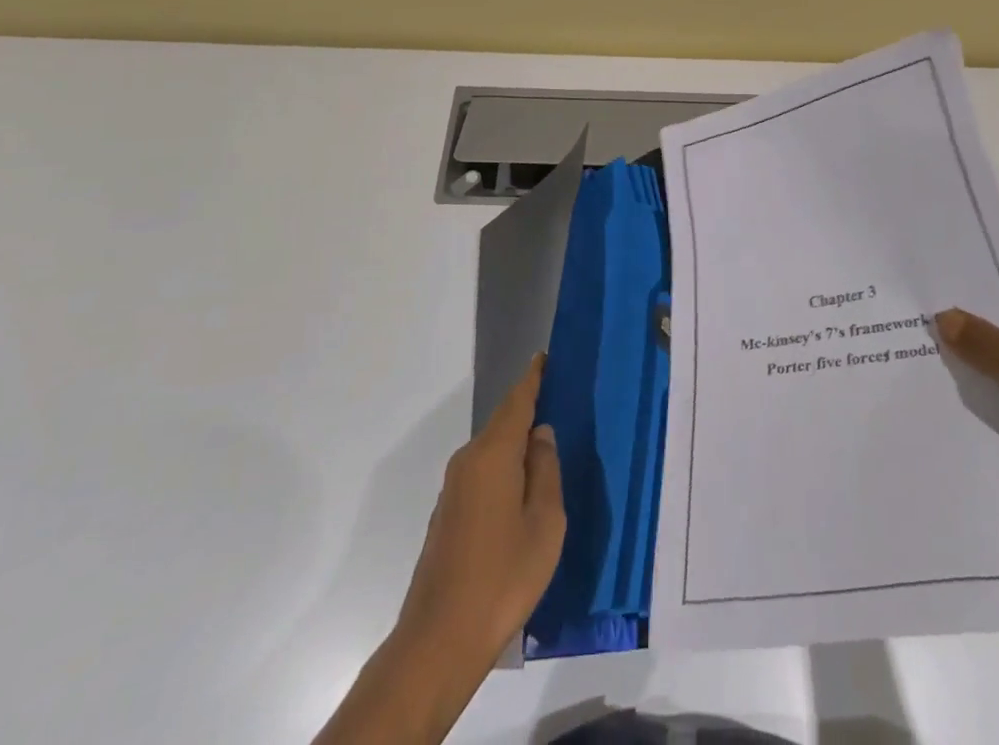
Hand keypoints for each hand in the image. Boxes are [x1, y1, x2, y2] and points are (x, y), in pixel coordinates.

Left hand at [317, 357, 564, 744]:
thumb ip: (546, 471)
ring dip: (517, 445)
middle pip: (503, 424)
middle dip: (528, 411)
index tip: (545, 357)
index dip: (532, 378)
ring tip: (547, 449)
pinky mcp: (448, 514)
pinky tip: (522, 490)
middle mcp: (468, 461)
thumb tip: (541, 435)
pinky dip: (505, 470)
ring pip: (493, 452)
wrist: (439, 640)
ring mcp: (454, 488)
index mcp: (493, 455)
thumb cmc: (503, 577)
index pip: (517, 402)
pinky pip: (483, 474)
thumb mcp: (544, 523)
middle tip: (559, 403)